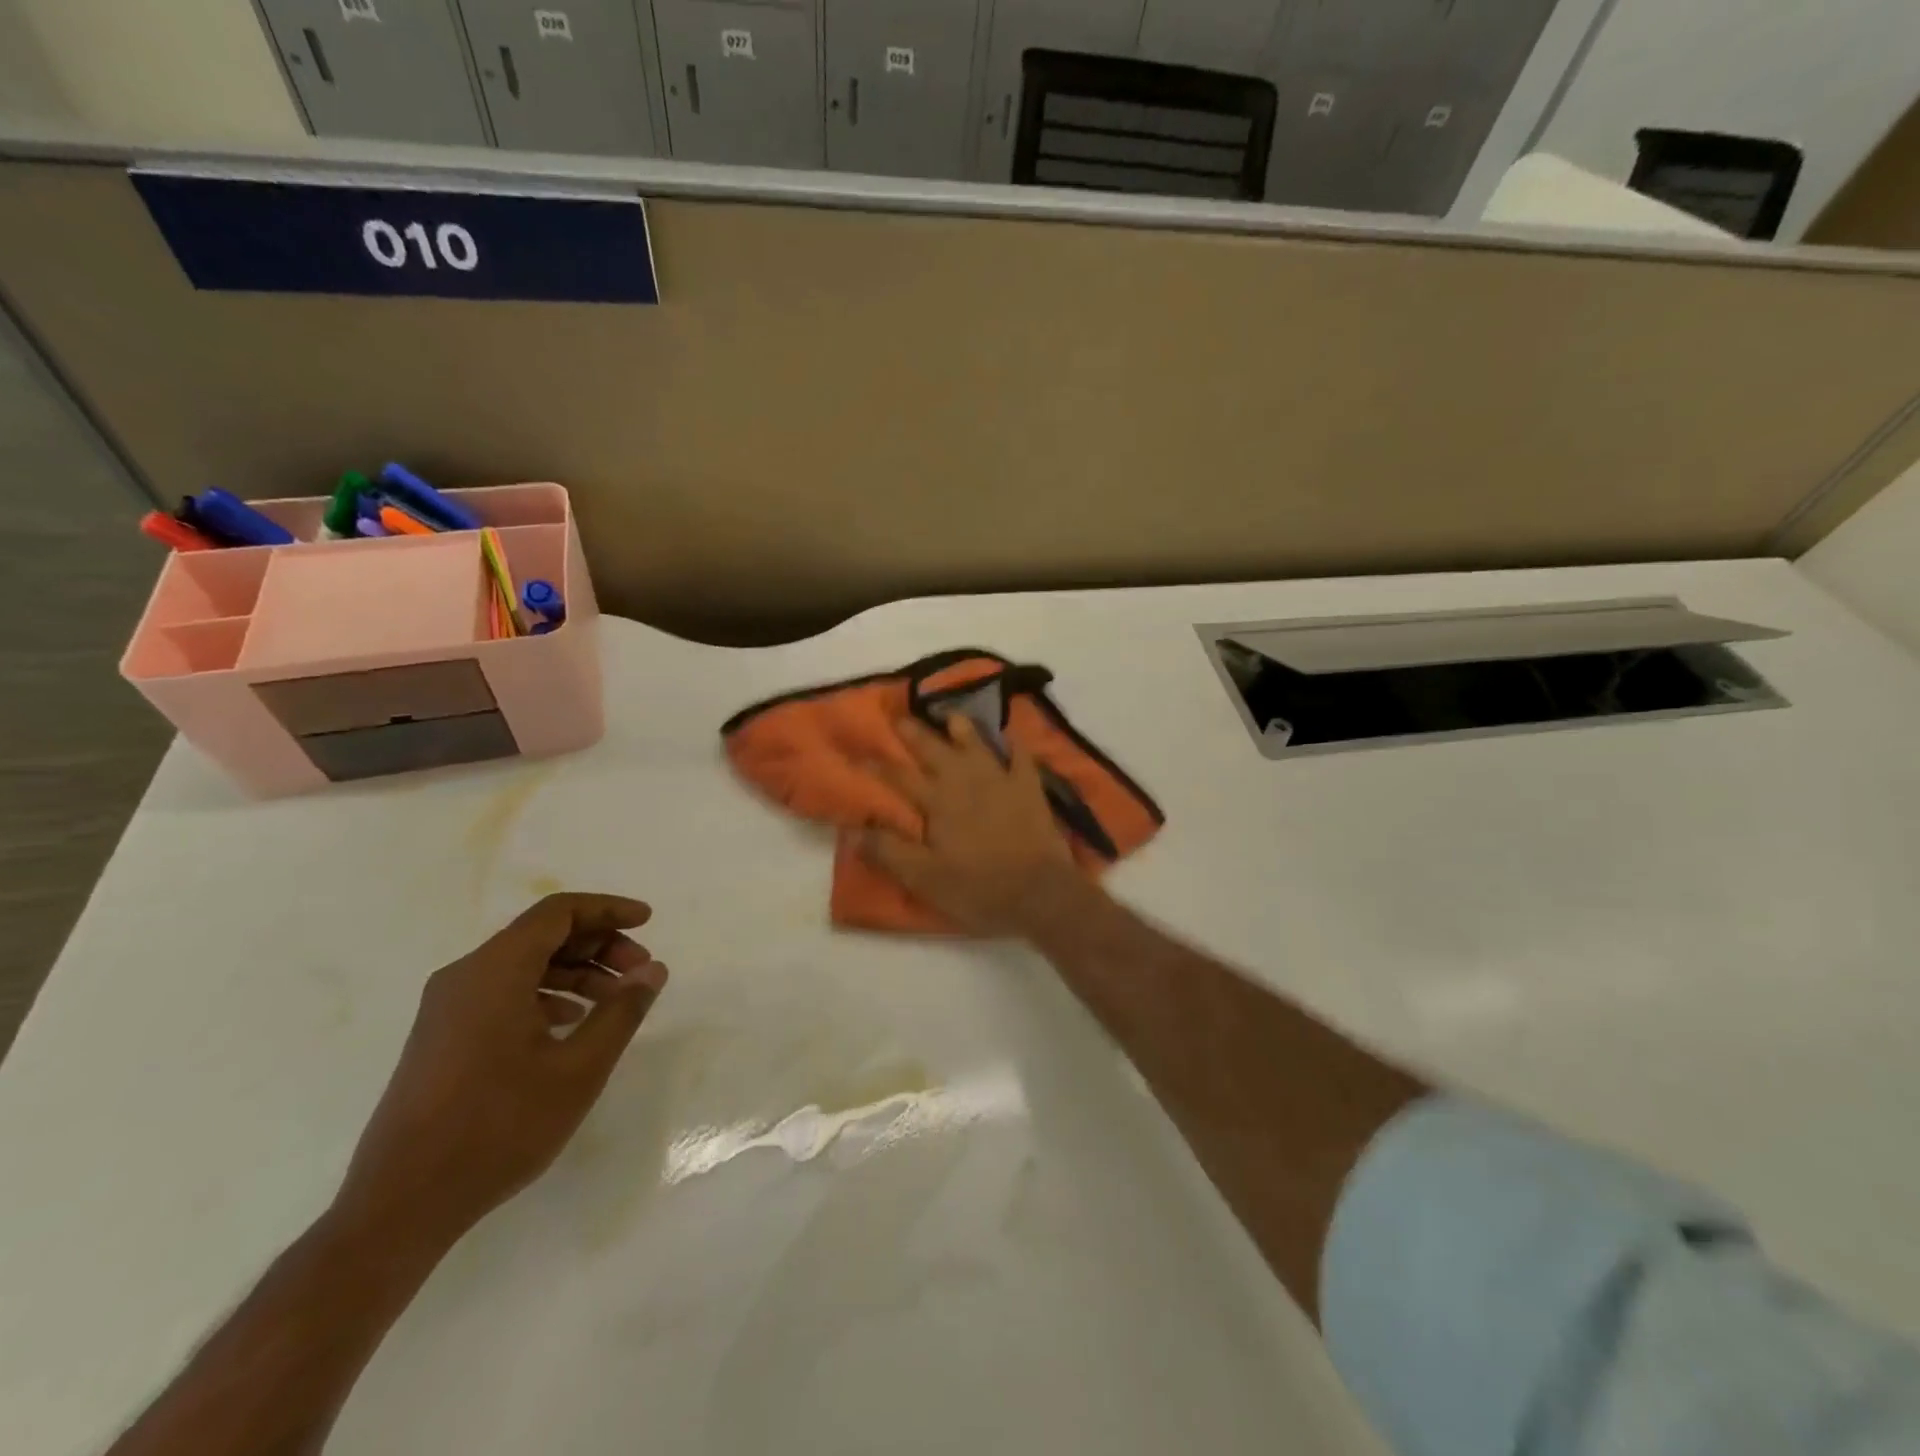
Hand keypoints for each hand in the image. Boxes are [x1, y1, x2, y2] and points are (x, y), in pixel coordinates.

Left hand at [334, 893, 666, 1248]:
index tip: (648, 921)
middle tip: (640, 972)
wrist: (400, 1205)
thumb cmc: (498, 1127)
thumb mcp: (578, 1069)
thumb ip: (622, 1011)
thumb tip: (653, 969)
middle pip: (542, 935)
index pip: (558, 912)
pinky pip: (503, 993)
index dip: (608, 909)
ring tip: (616, 1001)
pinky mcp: (442, 1037)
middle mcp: (465, 977)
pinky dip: (547, 995)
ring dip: (576, 972)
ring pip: (524, 965)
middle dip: (598, 944)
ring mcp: (447, 1009)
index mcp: (494, 971)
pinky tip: (572, 1025)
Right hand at [861, 715, 1084, 935]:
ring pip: (975, 743)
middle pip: (933, 750)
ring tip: (950, 715)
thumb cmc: (978, 888)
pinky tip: (1008, 737)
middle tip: (899, 717)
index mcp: (936, 801)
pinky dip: (1013, 744)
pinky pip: (1020, 756)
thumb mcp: (924, 878)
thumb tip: (852, 830)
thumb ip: (888, 851)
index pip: (898, 777)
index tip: (858, 753)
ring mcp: (999, 779)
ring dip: (961, 727)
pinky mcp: (1029, 787)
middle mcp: (964, 780)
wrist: (1039, 892)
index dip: (876, 765)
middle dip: (913, 733)